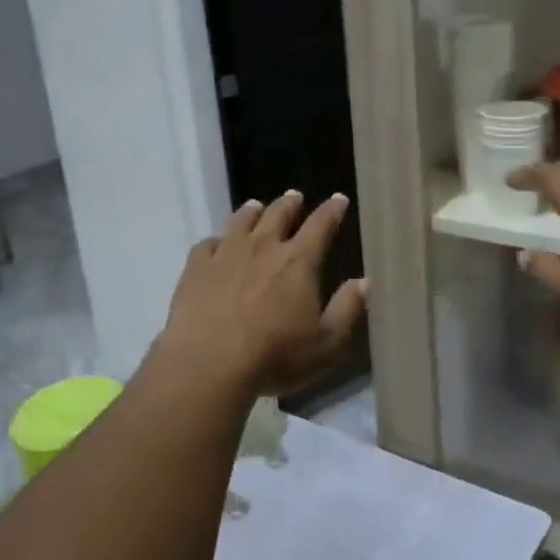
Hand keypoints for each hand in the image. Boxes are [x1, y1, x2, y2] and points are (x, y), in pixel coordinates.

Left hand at [154, 191, 367, 400]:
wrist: (208, 363)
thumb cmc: (274, 356)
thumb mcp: (326, 343)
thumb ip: (347, 309)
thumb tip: (363, 281)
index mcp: (298, 262)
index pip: (320, 225)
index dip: (331, 211)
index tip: (338, 199)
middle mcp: (263, 247)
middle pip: (278, 215)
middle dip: (290, 204)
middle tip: (294, 196)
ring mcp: (225, 254)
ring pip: (241, 221)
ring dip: (252, 212)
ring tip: (256, 206)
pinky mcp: (196, 268)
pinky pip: (207, 244)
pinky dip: (216, 240)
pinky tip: (216, 244)